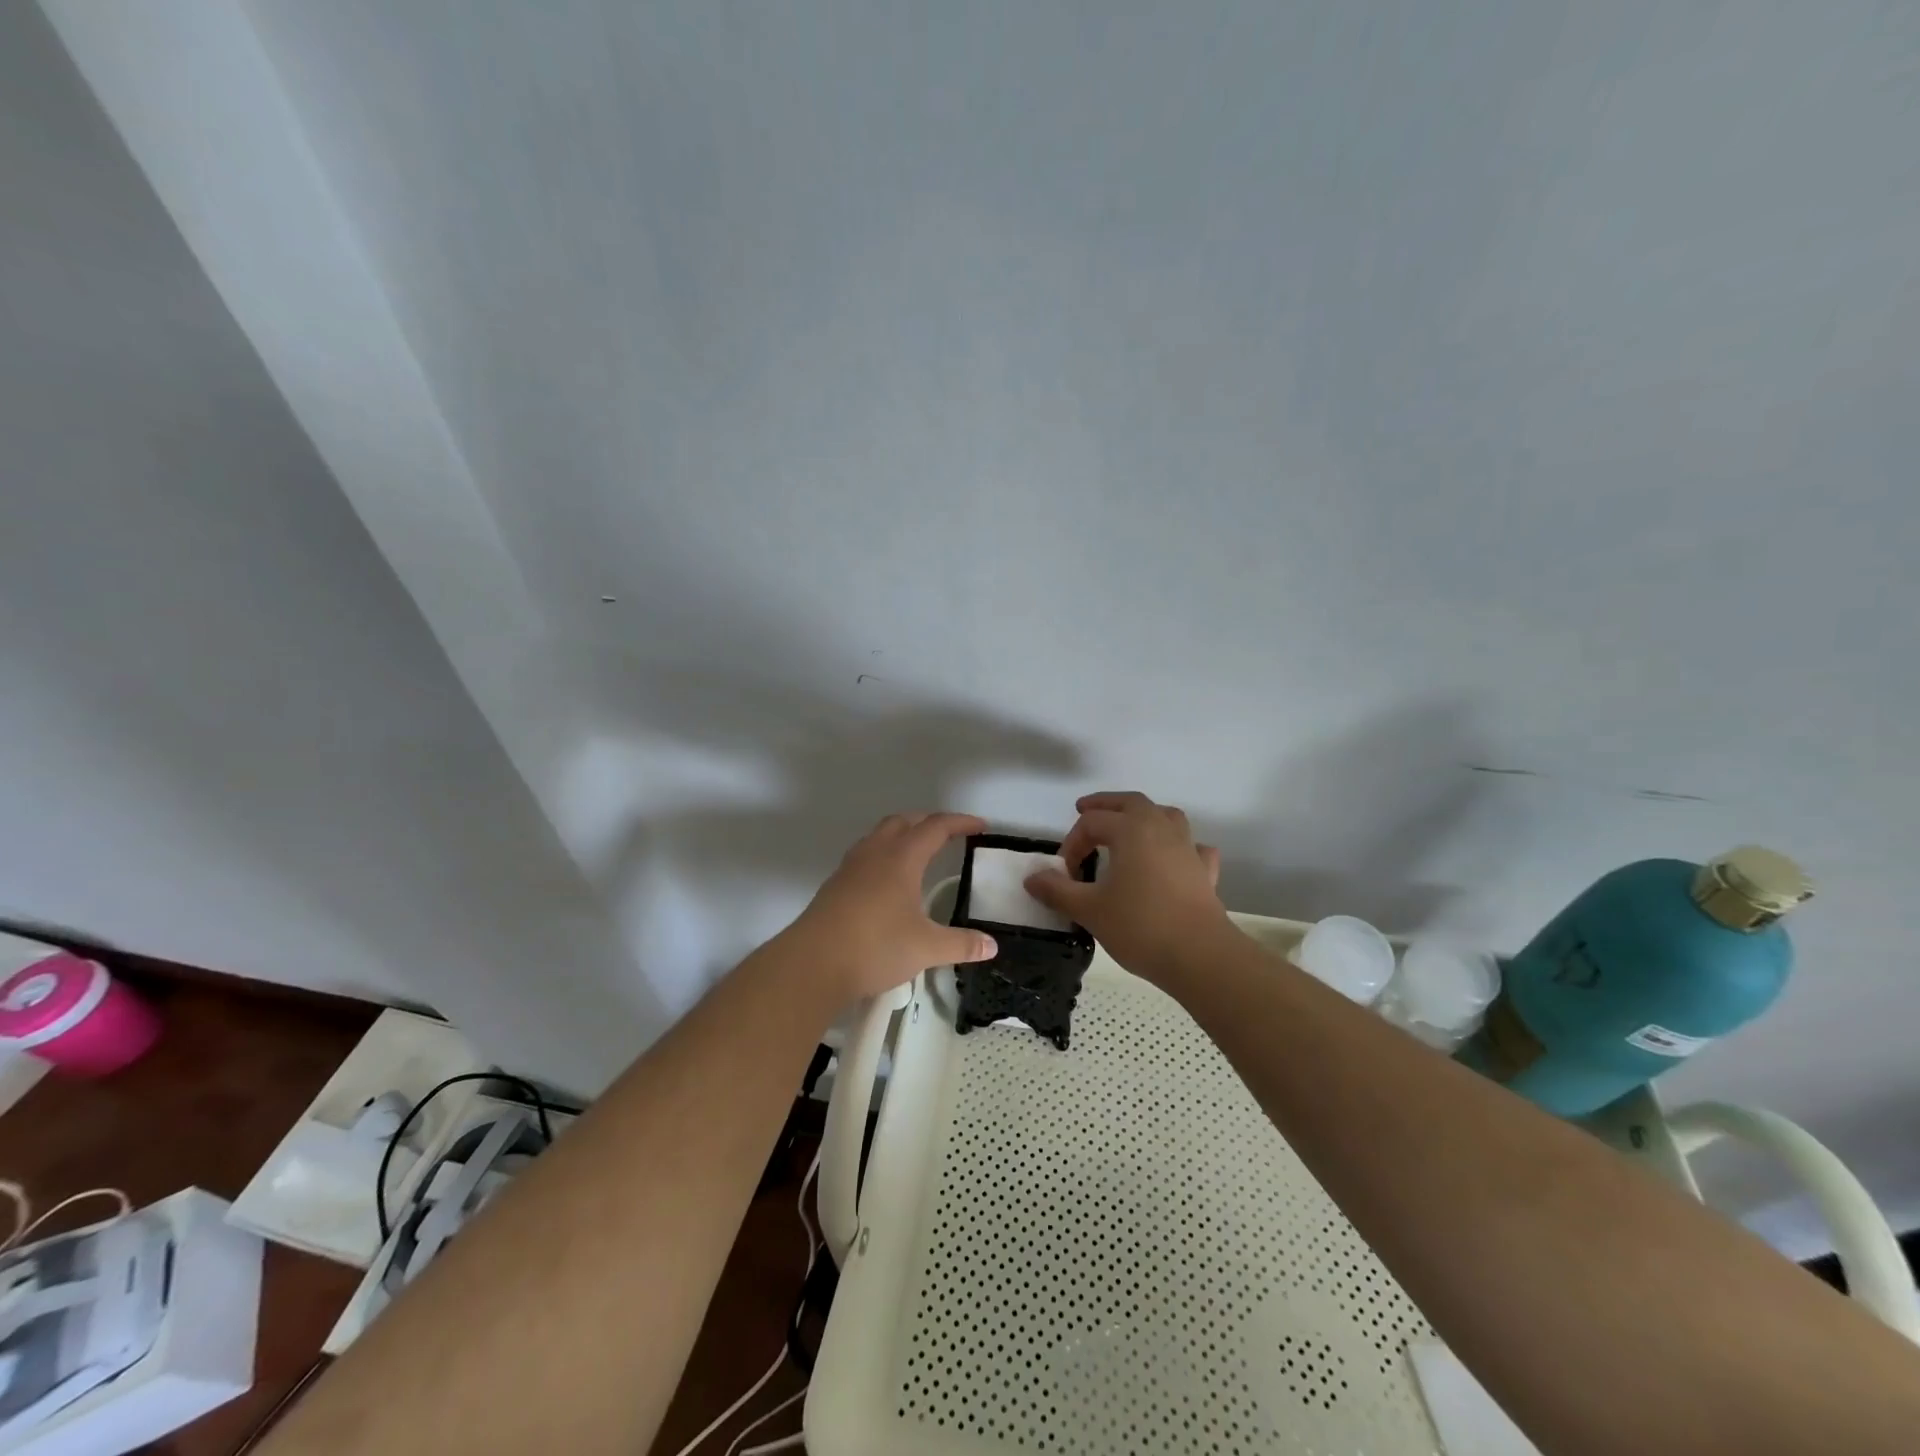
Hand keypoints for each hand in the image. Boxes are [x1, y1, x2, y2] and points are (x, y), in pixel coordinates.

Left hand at [790, 813, 999, 1003]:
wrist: (812, 963)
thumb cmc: (875, 947)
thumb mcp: (926, 948)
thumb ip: (961, 944)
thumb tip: (991, 946)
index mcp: (901, 858)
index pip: (935, 827)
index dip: (960, 823)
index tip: (979, 826)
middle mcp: (875, 853)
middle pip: (904, 821)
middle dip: (928, 822)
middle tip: (949, 834)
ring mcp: (850, 867)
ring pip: (879, 835)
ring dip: (902, 835)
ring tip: (918, 852)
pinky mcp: (835, 885)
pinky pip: (864, 855)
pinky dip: (883, 854)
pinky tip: (887, 881)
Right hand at [1025, 792, 1226, 977]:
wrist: (1200, 956)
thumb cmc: (1140, 926)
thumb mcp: (1089, 910)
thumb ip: (1058, 890)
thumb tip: (1032, 878)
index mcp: (1131, 829)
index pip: (1092, 823)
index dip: (1072, 843)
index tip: (1063, 873)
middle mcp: (1161, 828)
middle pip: (1130, 802)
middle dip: (1106, 805)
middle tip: (1085, 810)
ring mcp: (1187, 847)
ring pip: (1165, 816)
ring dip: (1144, 816)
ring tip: (1129, 828)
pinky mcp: (1204, 871)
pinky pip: (1192, 847)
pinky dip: (1179, 847)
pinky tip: (1173, 859)